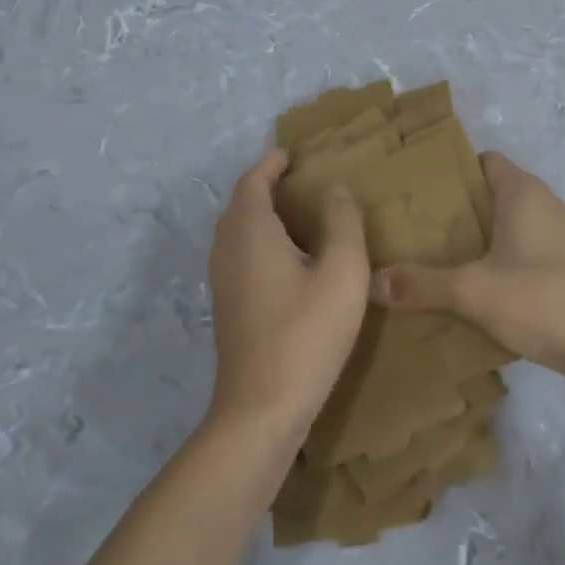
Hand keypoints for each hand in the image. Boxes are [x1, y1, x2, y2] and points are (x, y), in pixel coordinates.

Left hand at [207, 150, 369, 441]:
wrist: (261, 410)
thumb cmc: (306, 333)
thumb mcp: (343, 271)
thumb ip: (343, 222)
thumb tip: (334, 189)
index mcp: (251, 231)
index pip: (253, 181)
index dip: (272, 163)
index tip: (294, 154)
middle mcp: (227, 250)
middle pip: (240, 204)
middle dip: (266, 186)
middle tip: (301, 181)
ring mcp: (222, 282)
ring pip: (236, 232)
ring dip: (261, 215)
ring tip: (298, 216)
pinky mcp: (227, 308)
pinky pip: (238, 255)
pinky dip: (259, 241)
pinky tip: (289, 261)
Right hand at [369, 153, 564, 400]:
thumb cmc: (544, 299)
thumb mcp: (474, 292)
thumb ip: (422, 284)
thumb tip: (371, 281)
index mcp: (524, 193)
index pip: (483, 160)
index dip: (451, 170)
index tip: (416, 191)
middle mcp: (546, 206)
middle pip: (494, 195)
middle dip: (458, 211)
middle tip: (415, 231)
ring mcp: (564, 240)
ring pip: (511, 228)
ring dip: (481, 242)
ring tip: (438, 262)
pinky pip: (528, 257)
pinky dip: (503, 266)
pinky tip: (478, 294)